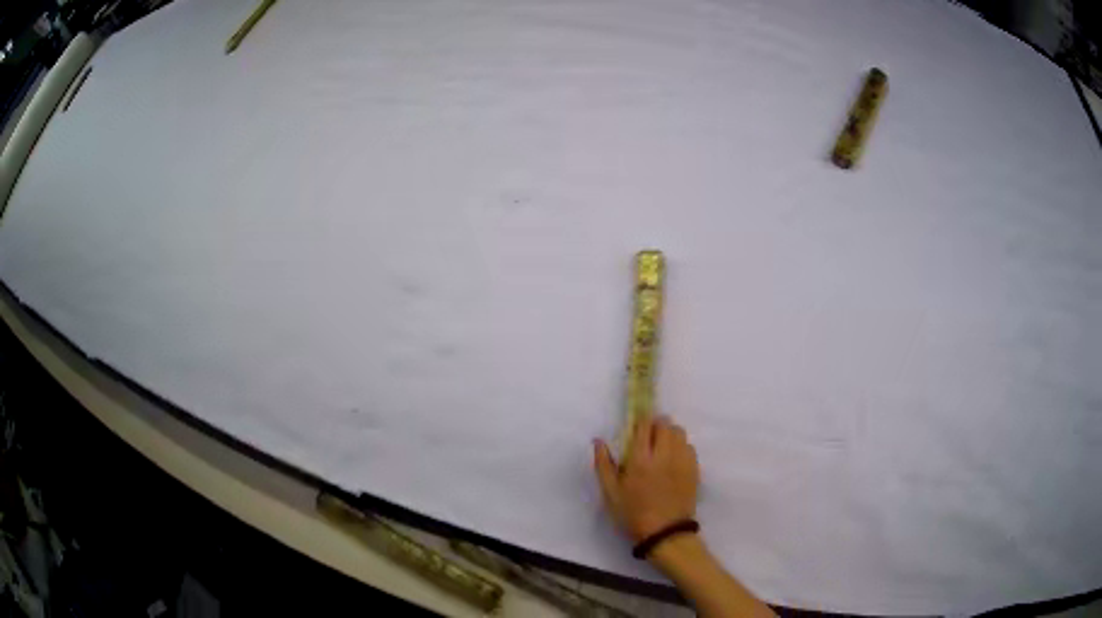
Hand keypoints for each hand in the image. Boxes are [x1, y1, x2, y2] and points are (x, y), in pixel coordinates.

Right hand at [594, 416, 699, 542]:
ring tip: (661, 447)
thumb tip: (598, 441)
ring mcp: (682, 461)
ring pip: (680, 432)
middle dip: (655, 425)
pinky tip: (673, 459)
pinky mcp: (694, 469)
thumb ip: (603, 465)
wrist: (665, 533)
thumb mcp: (611, 493)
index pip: (644, 425)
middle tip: (648, 437)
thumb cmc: (633, 514)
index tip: (636, 426)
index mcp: (640, 460)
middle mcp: (664, 456)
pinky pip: (689, 446)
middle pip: (665, 424)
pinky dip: (681, 446)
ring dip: (669, 433)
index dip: (640, 421)